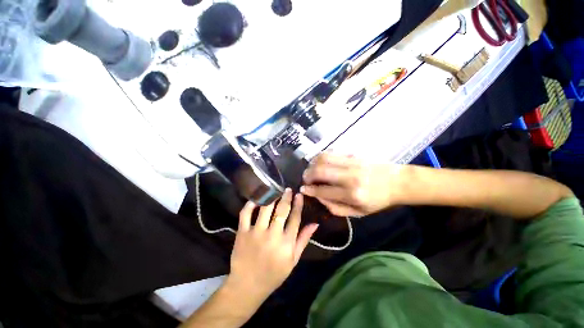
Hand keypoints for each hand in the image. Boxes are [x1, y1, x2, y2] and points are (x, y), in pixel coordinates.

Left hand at [227, 189, 318, 302]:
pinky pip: (245, 214)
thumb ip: (304, 240)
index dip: (298, 204)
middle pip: (281, 210)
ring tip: (275, 190)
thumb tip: (315, 224)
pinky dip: (250, 204)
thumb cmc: (274, 274)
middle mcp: (272, 235)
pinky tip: (256, 199)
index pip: (295, 218)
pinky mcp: (242, 233)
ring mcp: (256, 233)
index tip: (299, 195)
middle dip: (286, 197)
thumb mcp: (293, 260)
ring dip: (272, 197)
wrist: (248, 286)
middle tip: (288, 189)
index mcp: (286, 243)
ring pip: (265, 208)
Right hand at [301, 153, 404, 216]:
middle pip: (320, 171)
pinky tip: (320, 162)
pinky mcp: (353, 154)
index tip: (303, 189)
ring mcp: (352, 162)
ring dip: (312, 164)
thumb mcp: (358, 213)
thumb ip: (335, 208)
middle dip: (307, 175)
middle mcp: (350, 177)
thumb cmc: (378, 200)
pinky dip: (321, 157)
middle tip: (306, 179)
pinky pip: (331, 152)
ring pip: (323, 158)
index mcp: (352, 195)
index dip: (309, 190)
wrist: (397, 182)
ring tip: (311, 170)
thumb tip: (318, 197)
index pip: (322, 190)